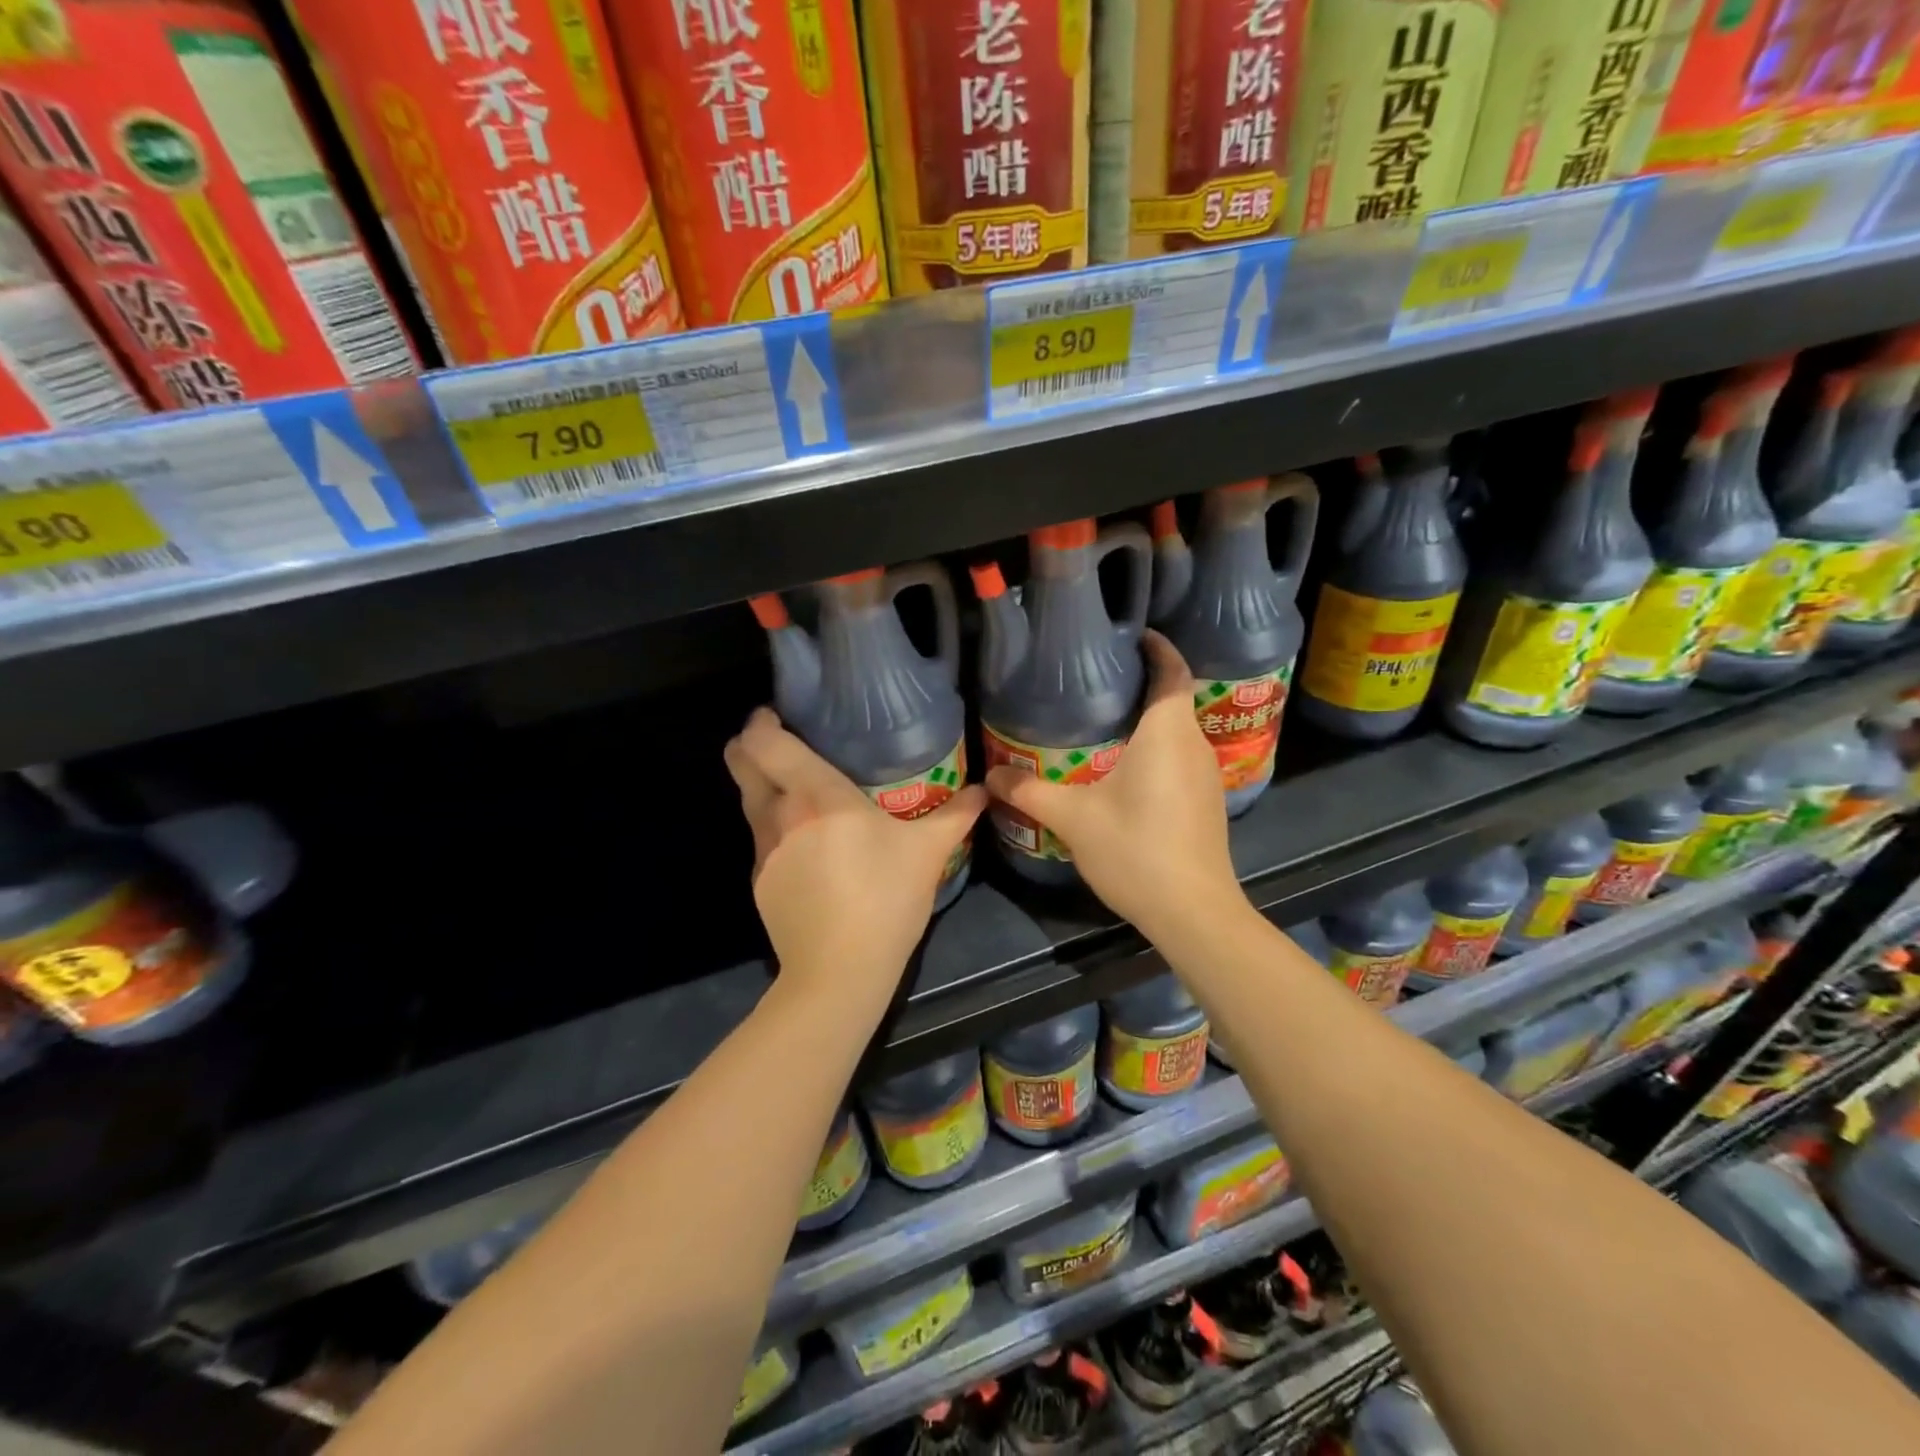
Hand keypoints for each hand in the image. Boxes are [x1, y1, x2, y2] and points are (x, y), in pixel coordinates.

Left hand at [725, 708, 987, 992]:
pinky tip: (803, 846)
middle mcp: (780, 814)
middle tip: (779, 745)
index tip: (778, 716)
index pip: (765, 742)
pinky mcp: (758, 882)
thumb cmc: (885, 900)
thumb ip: (955, 816)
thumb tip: (983, 791)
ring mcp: (763, 850)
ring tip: (796, 792)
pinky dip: (773, 828)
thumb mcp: (927, 853)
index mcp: (817, 796)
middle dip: (749, 746)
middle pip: (741, 763)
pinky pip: (760, 838)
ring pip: (748, 801)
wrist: (840, 972)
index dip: (761, 722)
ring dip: (763, 787)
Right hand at [985, 632, 1241, 939]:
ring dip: (1150, 721)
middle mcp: (1194, 745)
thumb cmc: (1136, 849)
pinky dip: (1157, 750)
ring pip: (1178, 732)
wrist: (1193, 911)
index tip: (1133, 636)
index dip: (1158, 648)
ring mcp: (1206, 776)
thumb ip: (1031, 792)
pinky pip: (1181, 759)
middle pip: (1175, 699)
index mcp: (1167, 733)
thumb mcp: (1074, 818)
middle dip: (1143, 684)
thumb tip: (991, 776)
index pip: (1172, 671)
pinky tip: (1126, 770)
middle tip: (1098, 681)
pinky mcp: (1207, 803)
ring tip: (1105, 721)